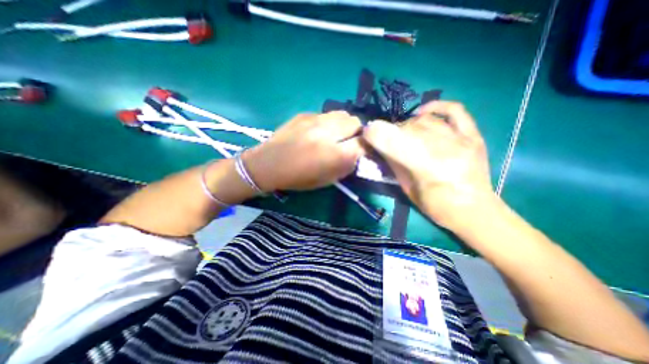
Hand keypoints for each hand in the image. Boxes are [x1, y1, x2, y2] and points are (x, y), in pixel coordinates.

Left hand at [245, 111, 366, 191]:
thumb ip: (346, 166)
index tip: (360, 151)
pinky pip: (326, 114)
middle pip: (356, 122)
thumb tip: (357, 154)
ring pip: (342, 114)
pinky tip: (317, 131)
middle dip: (356, 132)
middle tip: (347, 141)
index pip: (363, 144)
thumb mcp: (327, 180)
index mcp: (335, 154)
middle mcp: (328, 133)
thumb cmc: (298, 178)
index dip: (364, 147)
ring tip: (334, 134)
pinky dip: (328, 122)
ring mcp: (315, 120)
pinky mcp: (305, 114)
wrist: (268, 164)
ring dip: (343, 124)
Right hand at [363, 101, 494, 227]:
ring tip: (403, 134)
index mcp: (426, 167)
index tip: (365, 134)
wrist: (473, 209)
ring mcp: (461, 139)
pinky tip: (422, 112)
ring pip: (424, 121)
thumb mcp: (406, 188)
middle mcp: (444, 148)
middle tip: (386, 140)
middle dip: (390, 132)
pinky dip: (435, 107)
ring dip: (407, 125)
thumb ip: (392, 163)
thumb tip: (377, 145)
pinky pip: (454, 110)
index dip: (374, 133)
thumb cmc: (435, 205)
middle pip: (408, 128)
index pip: (393, 140)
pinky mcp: (472, 135)